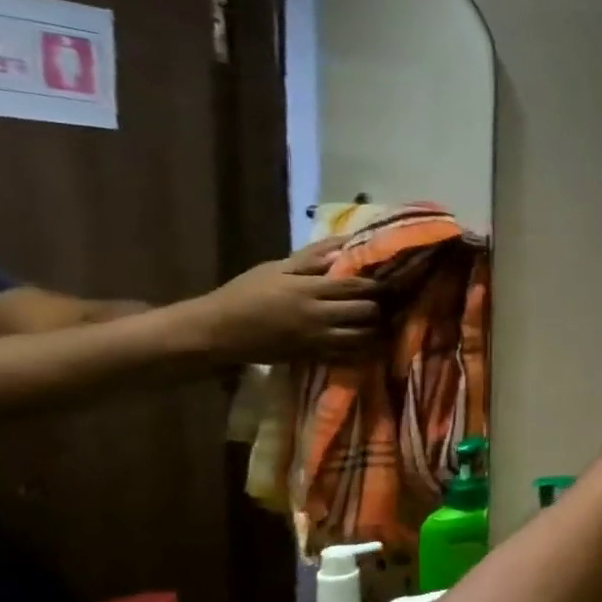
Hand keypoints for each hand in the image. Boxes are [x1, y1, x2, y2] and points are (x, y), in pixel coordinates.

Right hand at [178, 239, 380, 363]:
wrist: (216, 331)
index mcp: (308, 290)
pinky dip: (364, 349)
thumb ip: (312, 258)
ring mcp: (317, 339)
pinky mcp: (314, 357)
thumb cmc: (244, 294)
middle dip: (380, 306)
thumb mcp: (274, 269)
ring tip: (378, 321)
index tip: (386, 280)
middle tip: (383, 302)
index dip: (377, 283)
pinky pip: (351, 356)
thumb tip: (345, 245)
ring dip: (376, 329)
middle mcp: (317, 315)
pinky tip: (367, 341)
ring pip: (364, 337)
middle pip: (367, 311)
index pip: (357, 285)